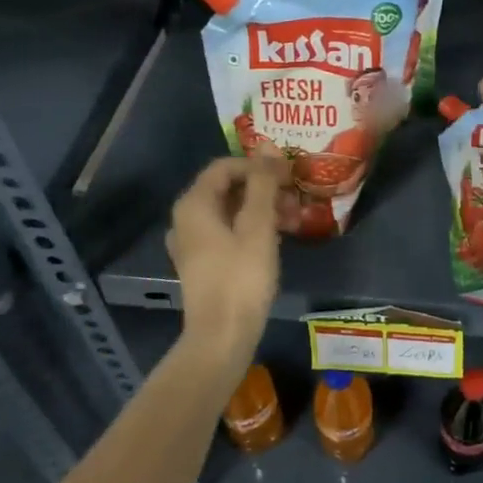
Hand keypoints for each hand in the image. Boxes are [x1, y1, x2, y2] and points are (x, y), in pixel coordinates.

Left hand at [166, 152, 284, 363]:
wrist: (222, 337)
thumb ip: (262, 183)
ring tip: (294, 220)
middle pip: (228, 188)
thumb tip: (266, 145)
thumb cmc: (241, 277)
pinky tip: (278, 239)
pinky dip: (253, 229)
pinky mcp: (203, 264)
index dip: (258, 165)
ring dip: (263, 209)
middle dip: (264, 188)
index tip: (288, 175)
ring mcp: (193, 243)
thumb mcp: (258, 225)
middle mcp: (187, 219)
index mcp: (194, 205)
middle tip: (295, 198)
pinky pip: (229, 232)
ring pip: (231, 211)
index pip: (225, 166)